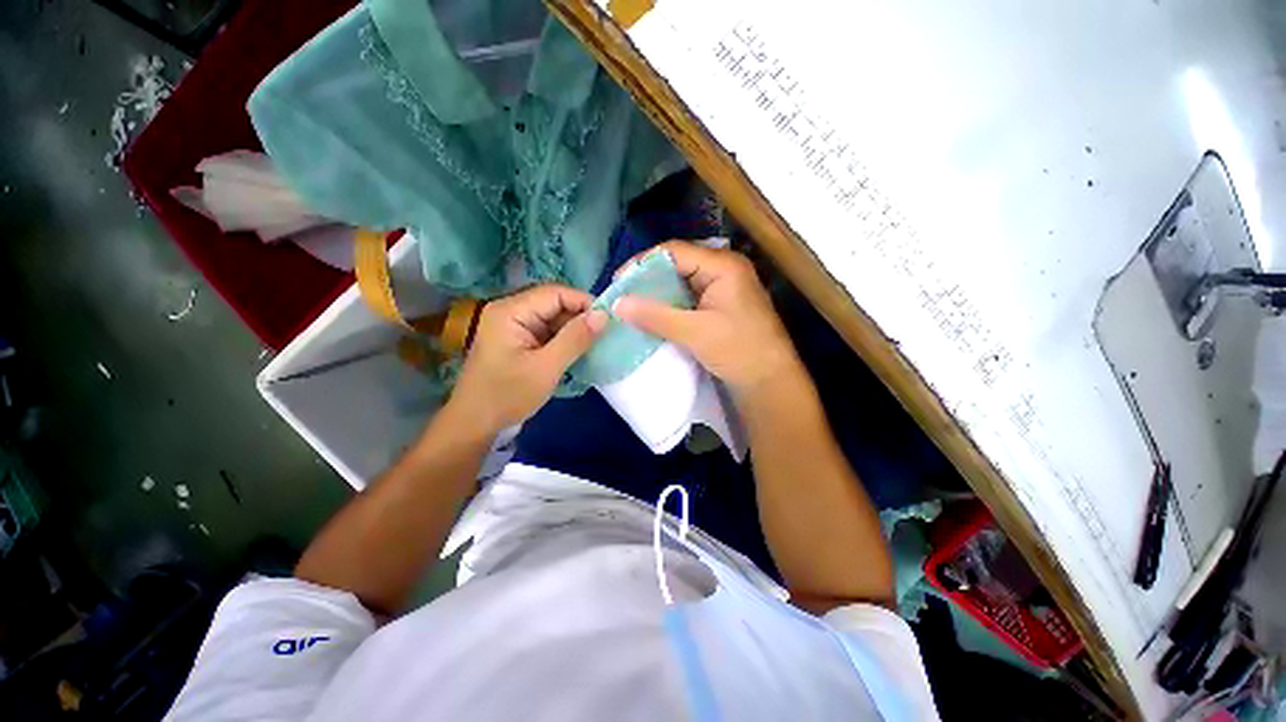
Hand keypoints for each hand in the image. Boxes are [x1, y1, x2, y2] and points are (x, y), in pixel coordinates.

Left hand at [449, 285, 606, 435]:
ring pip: (553, 318)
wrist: (475, 424)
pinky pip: (548, 331)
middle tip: (605, 334)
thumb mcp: (546, 368)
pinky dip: (565, 339)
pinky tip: (580, 351)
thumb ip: (575, 339)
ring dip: (574, 329)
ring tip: (596, 343)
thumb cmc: (507, 396)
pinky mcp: (519, 340)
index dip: (584, 302)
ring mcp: (514, 326)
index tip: (609, 320)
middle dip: (580, 317)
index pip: (555, 293)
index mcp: (511, 311)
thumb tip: (603, 315)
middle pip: (554, 303)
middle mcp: (511, 311)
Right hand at [613, 241, 801, 396]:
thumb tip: (617, 303)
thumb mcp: (695, 332)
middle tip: (622, 295)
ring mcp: (721, 288)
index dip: (643, 263)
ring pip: (680, 282)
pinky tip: (651, 316)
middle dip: (647, 280)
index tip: (618, 282)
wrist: (770, 383)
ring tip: (631, 306)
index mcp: (723, 265)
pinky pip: (687, 298)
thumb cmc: (739, 351)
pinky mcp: (718, 306)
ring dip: (657, 294)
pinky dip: (668, 306)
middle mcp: (722, 270)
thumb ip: (656, 316)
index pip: (674, 252)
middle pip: (676, 264)